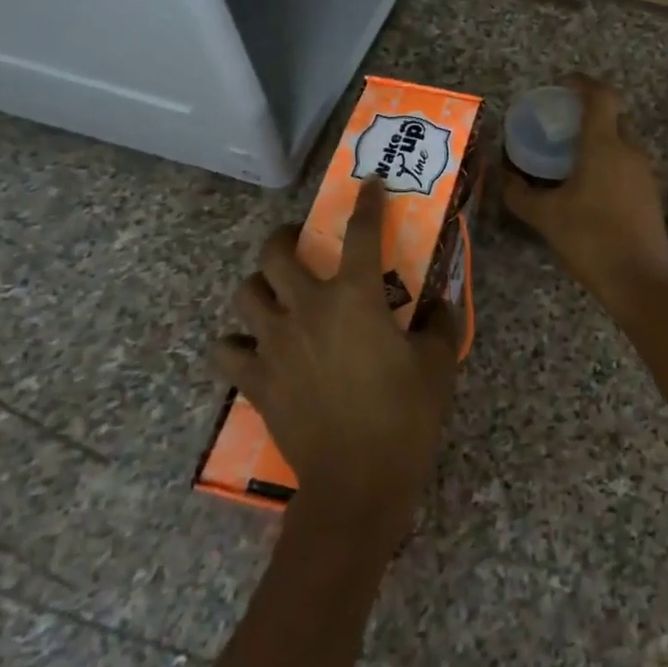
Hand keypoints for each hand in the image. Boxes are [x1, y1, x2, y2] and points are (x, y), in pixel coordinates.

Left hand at [215, 178, 457, 542]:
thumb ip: (440, 323)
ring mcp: (274, 345)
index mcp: (354, 298)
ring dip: (258, 285)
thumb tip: (438, 304)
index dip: (366, 203)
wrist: (357, 481)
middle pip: (276, 254)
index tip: (369, 185)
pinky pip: (226, 350)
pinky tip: (254, 347)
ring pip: (244, 294)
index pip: (360, 233)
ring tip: (275, 292)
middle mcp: (306, 309)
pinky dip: (236, 343)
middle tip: (301, 242)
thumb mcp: (439, 363)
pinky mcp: (255, 381)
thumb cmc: (405, 415)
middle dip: (285, 236)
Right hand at [503, 75, 667, 309]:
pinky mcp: (651, 194)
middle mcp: (630, 151)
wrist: (640, 281)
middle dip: (591, 112)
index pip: (601, 96)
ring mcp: (645, 173)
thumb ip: (519, 193)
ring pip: (623, 142)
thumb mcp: (545, 217)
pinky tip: (590, 184)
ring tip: (572, 154)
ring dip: (601, 139)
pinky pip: (628, 164)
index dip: (583, 83)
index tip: (564, 84)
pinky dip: (610, 162)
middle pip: (615, 116)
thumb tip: (502, 174)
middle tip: (563, 122)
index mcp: (604, 146)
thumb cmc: (590, 240)